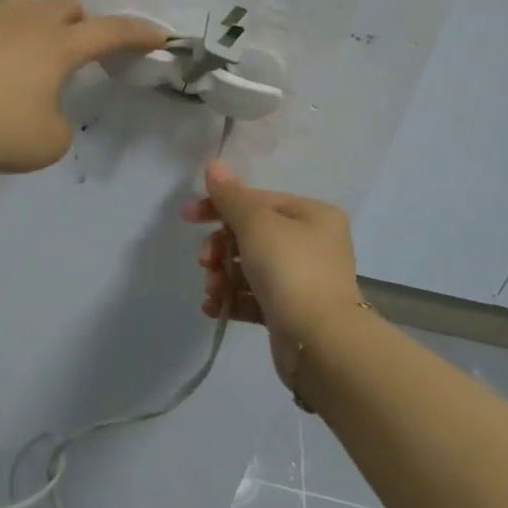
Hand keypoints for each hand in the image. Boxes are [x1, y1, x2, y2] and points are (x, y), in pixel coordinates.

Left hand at [0, 0, 167, 173]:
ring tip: (22, 62)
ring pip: (23, 8)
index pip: (110, 31)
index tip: (159, 34)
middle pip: (66, 5)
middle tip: (73, 54)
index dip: (138, 33)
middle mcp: (24, 22)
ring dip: (35, 27)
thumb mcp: (45, 143)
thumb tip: (44, 110)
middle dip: (80, 23)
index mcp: (57, 46)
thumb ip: (59, 124)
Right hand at [182, 162, 365, 389]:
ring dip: (223, 276)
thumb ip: (231, 196)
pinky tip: (215, 308)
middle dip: (221, 248)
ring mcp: (304, 280)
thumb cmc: (290, 270)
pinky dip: (233, 299)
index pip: (258, 200)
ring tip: (213, 292)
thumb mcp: (256, 224)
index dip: (220, 206)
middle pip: (251, 235)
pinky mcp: (292, 312)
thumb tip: (214, 164)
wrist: (320, 343)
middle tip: (205, 262)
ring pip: (250, 267)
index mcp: (312, 215)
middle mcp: (313, 244)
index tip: (187, 217)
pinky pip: (255, 297)